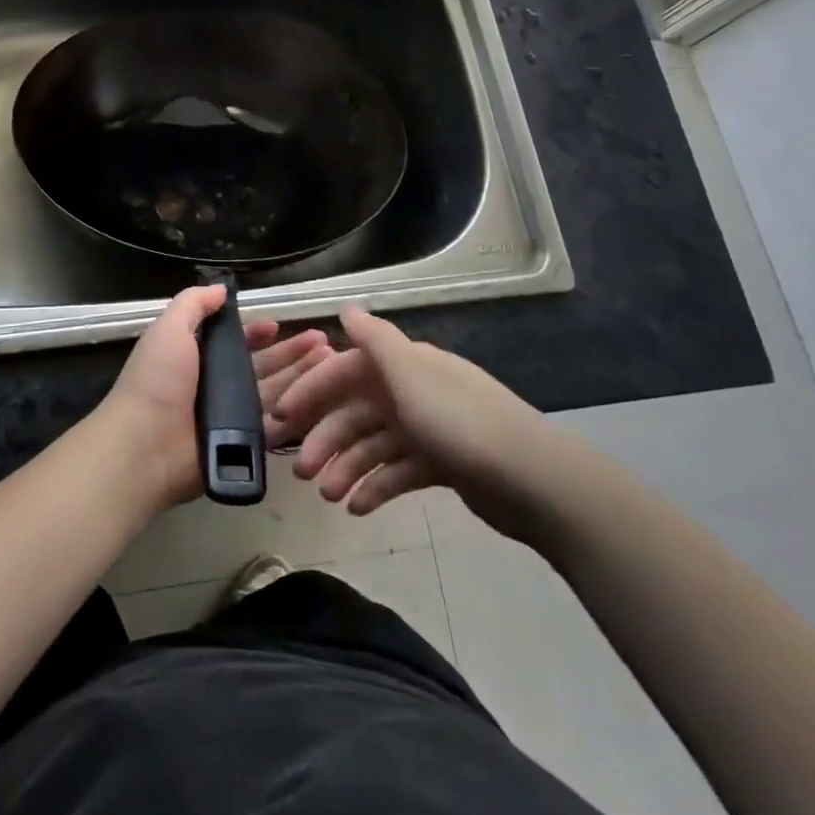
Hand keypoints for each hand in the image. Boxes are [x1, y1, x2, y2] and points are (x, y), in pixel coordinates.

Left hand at [101, 285, 331, 512]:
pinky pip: (276, 426)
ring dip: (303, 377)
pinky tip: (327, 400)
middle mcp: (215, 385)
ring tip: (333, 363)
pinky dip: (299, 412)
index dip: (256, 333)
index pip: (234, 342)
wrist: (146, 445)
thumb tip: (221, 289)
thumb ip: (193, 304)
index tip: (280, 324)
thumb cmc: (157, 380)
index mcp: (196, 357)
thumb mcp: (169, 329)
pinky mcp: (243, 444)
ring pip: (275, 392)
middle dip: (292, 352)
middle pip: (261, 366)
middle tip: (325, 342)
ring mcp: (231, 417)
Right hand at [268, 304, 571, 544]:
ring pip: (373, 444)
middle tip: (303, 473)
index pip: (345, 370)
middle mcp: (412, 390)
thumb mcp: (412, 374)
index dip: (312, 389)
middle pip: (356, 411)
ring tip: (330, 497)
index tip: (281, 416)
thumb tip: (346, 307)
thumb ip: (376, 339)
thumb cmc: (461, 423)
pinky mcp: (441, 464)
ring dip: (348, 468)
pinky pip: (397, 471)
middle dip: (327, 439)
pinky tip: (359, 508)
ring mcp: (427, 428)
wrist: (533, 481)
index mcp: (404, 365)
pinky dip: (377, 487)